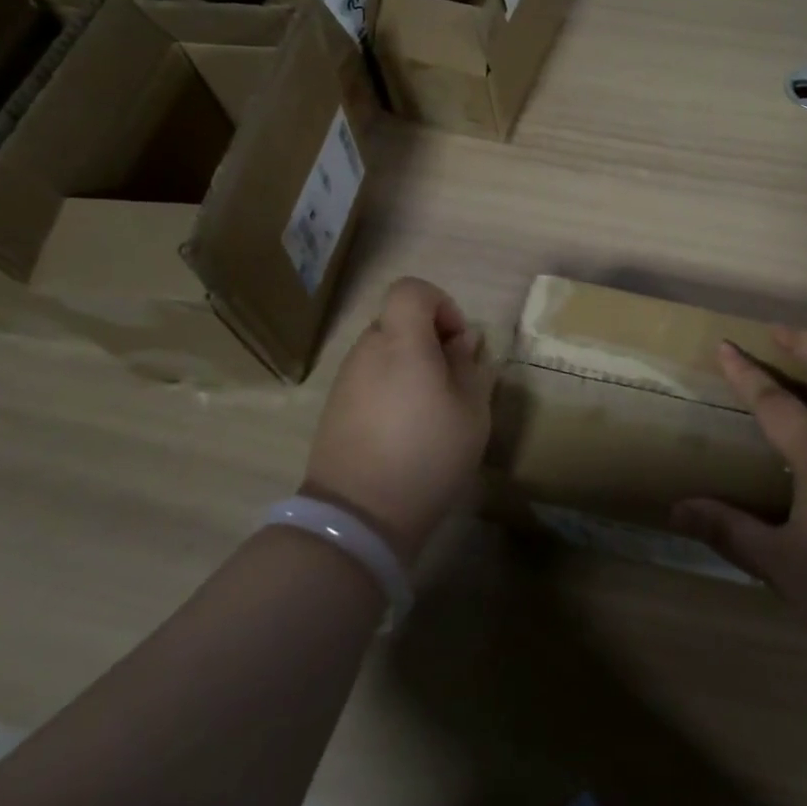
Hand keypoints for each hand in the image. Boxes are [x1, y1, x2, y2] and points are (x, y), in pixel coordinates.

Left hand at [301, 278, 495, 566]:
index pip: (411, 290)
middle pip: (399, 321)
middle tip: (452, 381)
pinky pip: (369, 379)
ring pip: (384, 351)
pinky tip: (404, 429)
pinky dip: (390, 388)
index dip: (440, 304)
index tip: (457, 343)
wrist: (358, 516)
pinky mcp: (335, 408)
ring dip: (410, 366)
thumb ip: (470, 368)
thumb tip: (463, 342)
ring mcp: (346, 379)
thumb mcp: (471, 412)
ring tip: (431, 410)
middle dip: (430, 340)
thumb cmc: (427, 455)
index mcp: (402, 342)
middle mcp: (367, 351)